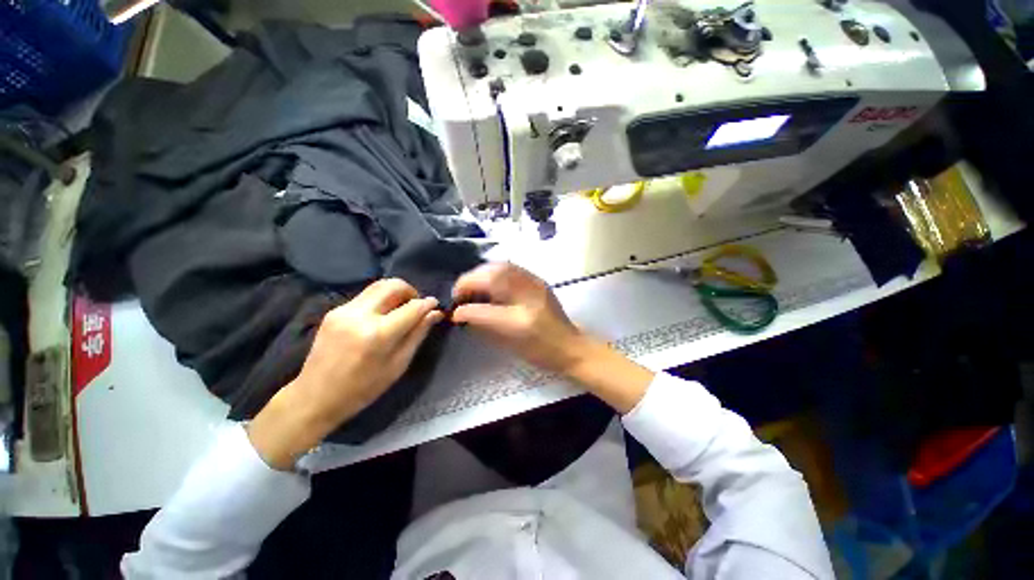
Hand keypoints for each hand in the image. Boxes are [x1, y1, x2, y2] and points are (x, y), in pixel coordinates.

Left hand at [248, 279, 442, 469]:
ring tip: (401, 308)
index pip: (412, 307)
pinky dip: (380, 300)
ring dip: (395, 292)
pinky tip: (382, 315)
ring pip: (378, 286)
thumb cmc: (363, 389)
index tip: (436, 305)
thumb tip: (435, 313)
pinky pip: (365, 296)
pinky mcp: (334, 311)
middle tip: (417, 305)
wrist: (315, 397)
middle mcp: (360, 315)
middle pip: (392, 285)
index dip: (427, 304)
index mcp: (378, 334)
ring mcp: (343, 310)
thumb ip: (418, 334)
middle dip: (411, 291)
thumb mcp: (398, 365)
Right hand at [451, 263, 588, 375]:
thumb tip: (461, 313)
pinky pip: (511, 267)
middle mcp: (529, 297)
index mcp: (521, 321)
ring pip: (501, 267)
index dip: (465, 307)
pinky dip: (494, 270)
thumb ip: (483, 326)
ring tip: (472, 285)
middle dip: (469, 280)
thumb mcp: (509, 345)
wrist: (570, 345)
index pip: (484, 309)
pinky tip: (489, 281)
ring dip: (480, 273)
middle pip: (493, 276)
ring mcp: (535, 284)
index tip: (454, 308)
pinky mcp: (538, 279)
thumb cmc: (540, 351)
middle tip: (460, 292)